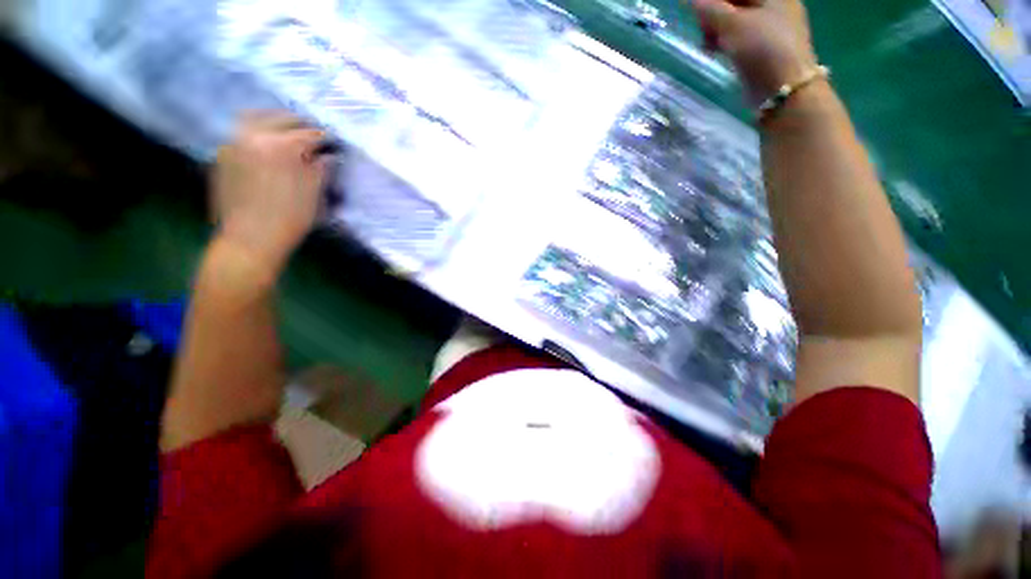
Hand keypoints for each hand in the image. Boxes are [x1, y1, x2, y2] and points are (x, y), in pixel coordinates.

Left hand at [211, 112, 331, 274]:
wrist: (245, 247)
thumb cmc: (284, 224)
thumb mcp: (312, 196)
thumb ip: (321, 168)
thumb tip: (326, 155)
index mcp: (284, 144)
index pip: (312, 133)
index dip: (324, 140)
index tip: (329, 145)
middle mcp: (257, 136)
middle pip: (284, 118)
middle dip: (298, 128)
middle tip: (306, 140)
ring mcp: (236, 144)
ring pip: (258, 119)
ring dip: (273, 124)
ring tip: (280, 138)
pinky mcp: (223, 157)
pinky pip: (240, 135)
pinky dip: (252, 137)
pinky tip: (260, 150)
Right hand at [688, 0, 817, 104]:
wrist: (789, 99)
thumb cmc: (762, 48)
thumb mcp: (726, 19)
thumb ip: (704, 4)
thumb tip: (693, 1)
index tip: (696, 5)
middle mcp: (779, 8)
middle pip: (737, 1)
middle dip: (713, 7)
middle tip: (698, 17)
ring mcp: (776, 30)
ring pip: (736, 16)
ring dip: (715, 23)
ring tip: (705, 37)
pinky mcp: (770, 51)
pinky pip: (740, 35)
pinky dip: (725, 38)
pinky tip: (713, 47)